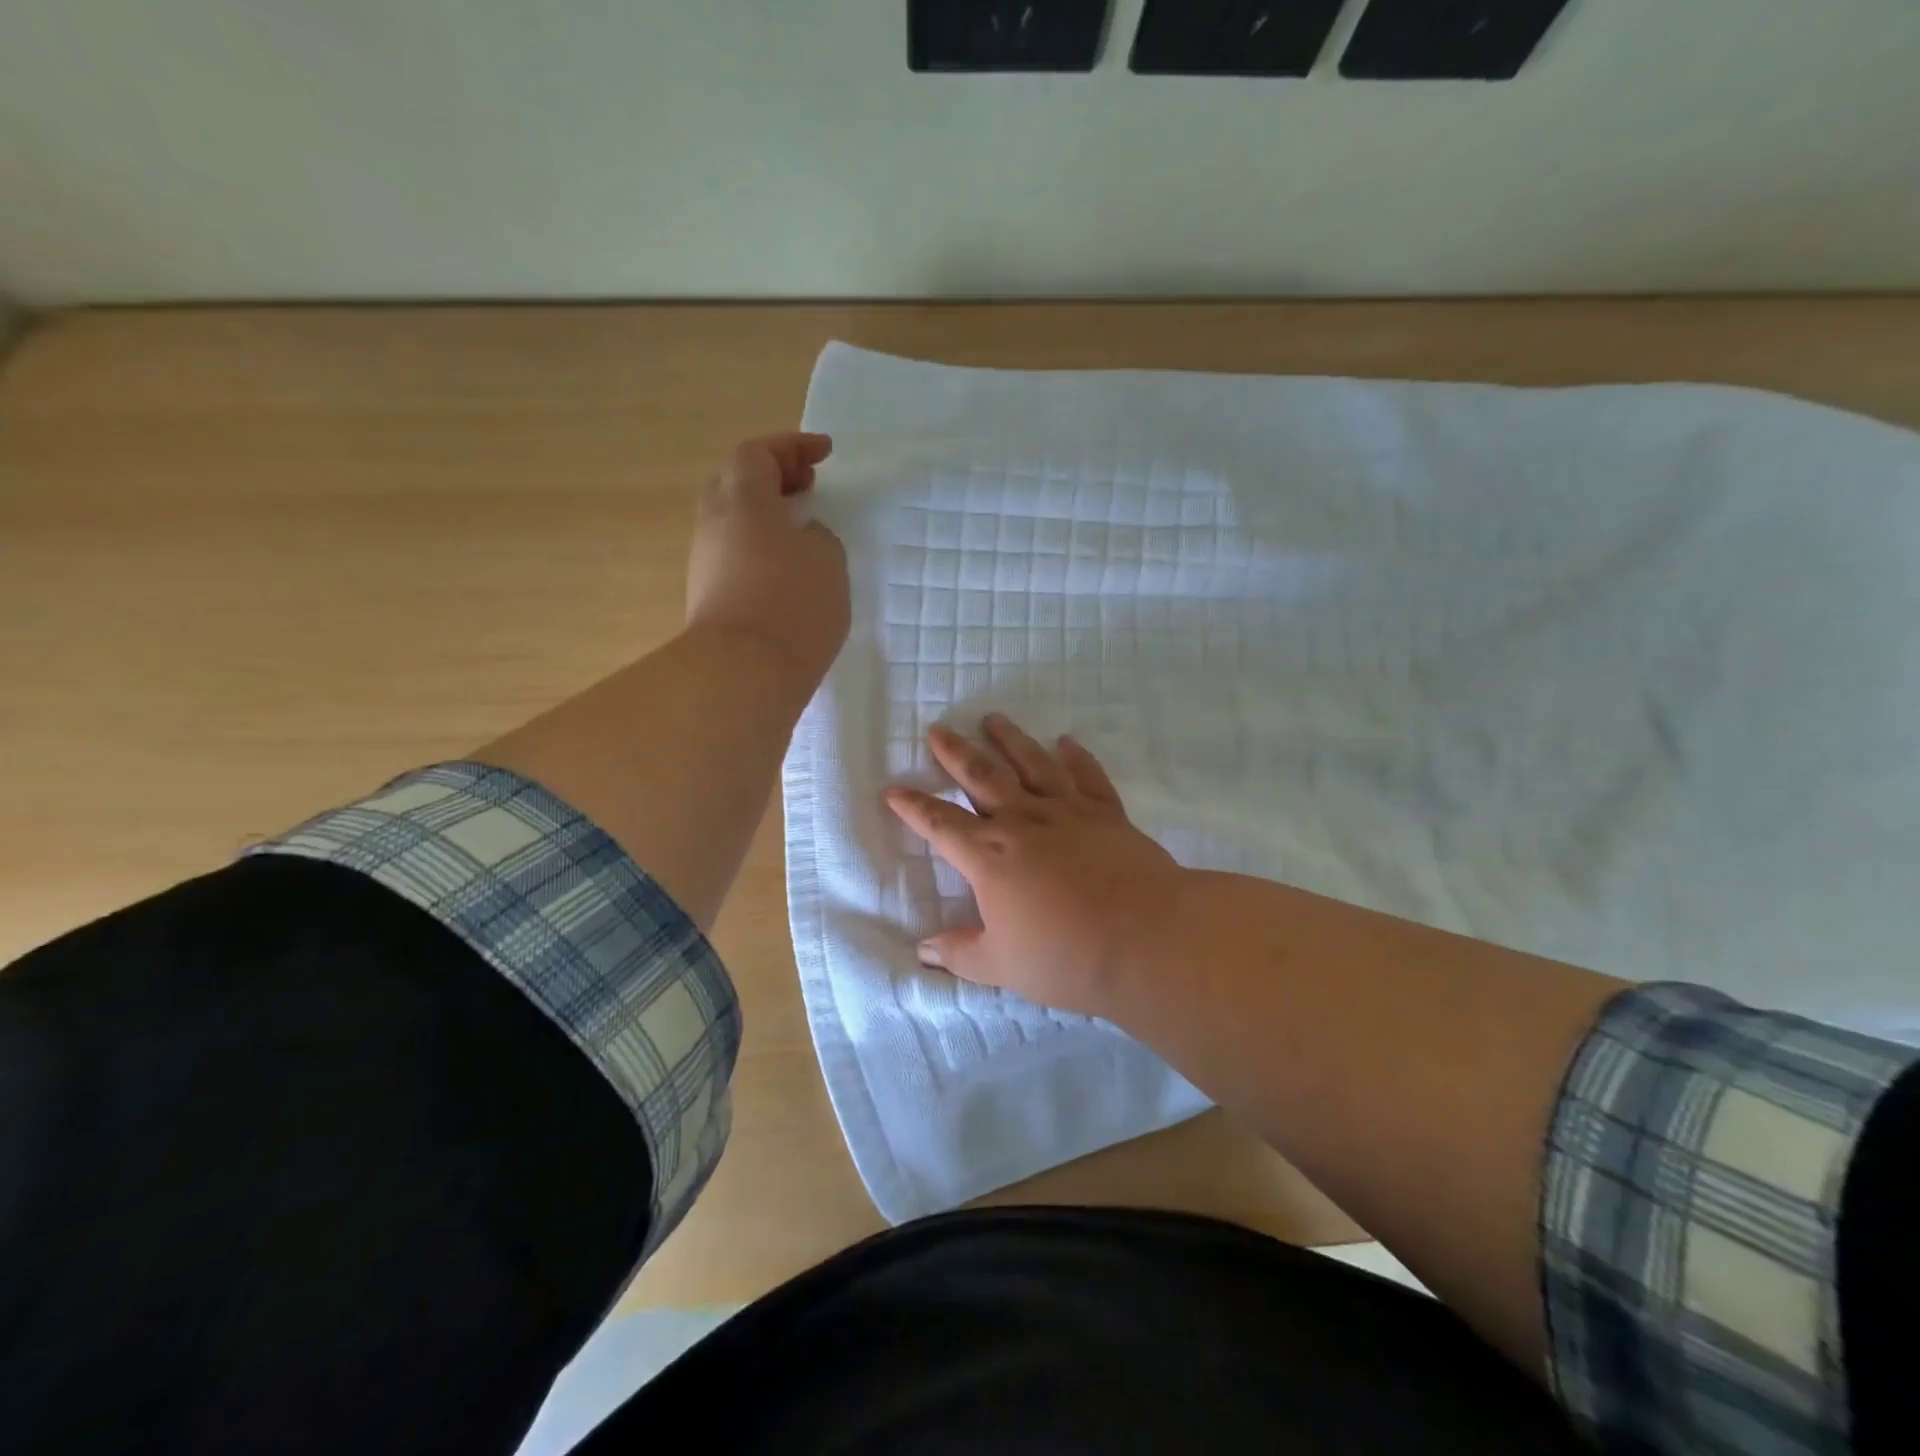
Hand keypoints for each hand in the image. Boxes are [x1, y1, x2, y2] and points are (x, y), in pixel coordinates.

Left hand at [686, 432, 848, 694]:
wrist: (744, 672)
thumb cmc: (793, 604)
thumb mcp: (827, 560)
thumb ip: (817, 536)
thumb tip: (801, 539)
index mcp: (742, 500)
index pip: (758, 453)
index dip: (792, 447)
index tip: (824, 454)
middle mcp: (714, 524)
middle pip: (736, 483)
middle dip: (773, 479)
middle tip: (807, 490)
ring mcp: (705, 562)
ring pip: (732, 522)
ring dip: (765, 517)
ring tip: (802, 533)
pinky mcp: (707, 597)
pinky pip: (734, 556)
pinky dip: (759, 549)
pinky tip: (786, 571)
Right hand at [884, 715, 1184, 1016]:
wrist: (1147, 937)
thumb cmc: (1066, 955)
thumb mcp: (1001, 965)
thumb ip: (960, 953)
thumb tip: (924, 950)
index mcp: (989, 856)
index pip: (940, 824)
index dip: (914, 807)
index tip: (893, 789)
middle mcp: (1023, 821)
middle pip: (982, 777)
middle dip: (956, 753)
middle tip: (938, 730)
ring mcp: (1068, 812)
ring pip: (1032, 764)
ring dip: (1010, 740)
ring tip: (993, 720)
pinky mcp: (1107, 814)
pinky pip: (1087, 777)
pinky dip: (1076, 757)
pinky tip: (1067, 742)